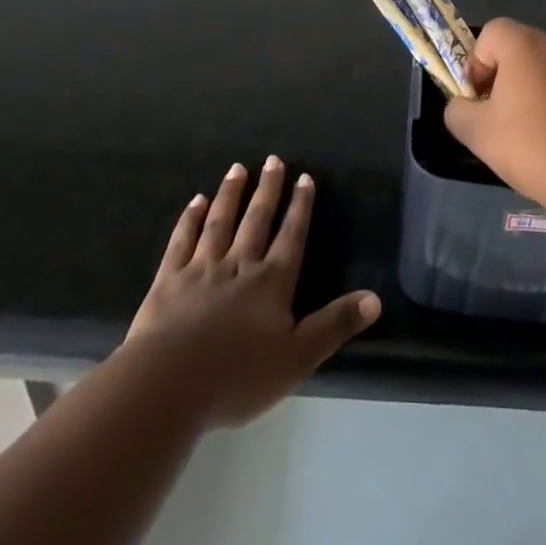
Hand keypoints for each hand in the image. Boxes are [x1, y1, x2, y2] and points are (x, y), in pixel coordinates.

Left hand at [122, 158, 380, 426]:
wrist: (170, 384)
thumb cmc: (238, 376)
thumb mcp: (298, 358)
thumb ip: (335, 325)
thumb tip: (376, 298)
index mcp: (271, 283)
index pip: (291, 236)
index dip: (300, 207)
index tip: (305, 177)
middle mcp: (239, 266)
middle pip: (256, 221)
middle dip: (268, 190)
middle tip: (273, 160)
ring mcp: (201, 270)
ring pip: (220, 223)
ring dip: (230, 194)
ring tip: (237, 168)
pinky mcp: (169, 281)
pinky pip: (182, 241)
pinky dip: (190, 219)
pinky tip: (196, 202)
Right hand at [443, 18, 545, 214]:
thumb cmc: (535, 148)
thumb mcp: (478, 134)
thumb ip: (458, 112)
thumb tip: (462, 106)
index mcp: (525, 45)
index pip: (491, 32)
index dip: (477, 63)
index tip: (479, 100)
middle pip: (521, 51)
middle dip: (506, 80)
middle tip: (503, 121)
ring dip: (537, 94)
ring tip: (537, 138)